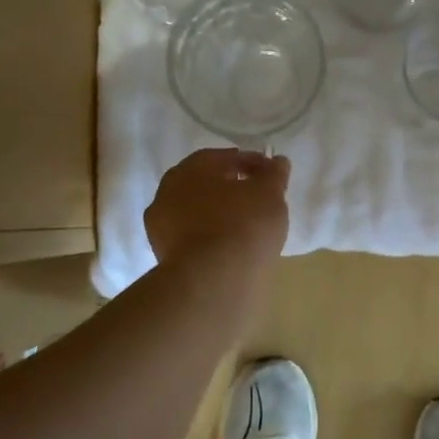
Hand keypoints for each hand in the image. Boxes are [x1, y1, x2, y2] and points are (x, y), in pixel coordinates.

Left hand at [146, 147, 290, 280]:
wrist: (214, 280)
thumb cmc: (243, 225)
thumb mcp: (270, 193)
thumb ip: (274, 174)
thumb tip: (277, 161)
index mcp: (189, 169)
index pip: (221, 157)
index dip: (248, 162)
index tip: (269, 174)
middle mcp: (167, 193)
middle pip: (204, 184)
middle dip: (230, 188)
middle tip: (256, 197)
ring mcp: (161, 228)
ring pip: (196, 213)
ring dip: (218, 214)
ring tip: (246, 226)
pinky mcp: (165, 257)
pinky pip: (194, 239)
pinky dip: (211, 238)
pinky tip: (230, 248)